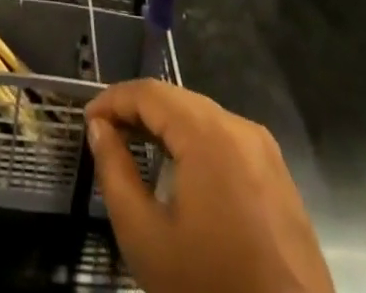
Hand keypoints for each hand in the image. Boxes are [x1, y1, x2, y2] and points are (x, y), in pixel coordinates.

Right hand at [87, 80, 334, 292]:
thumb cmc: (210, 287)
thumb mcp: (146, 238)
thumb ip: (115, 173)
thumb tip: (99, 129)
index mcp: (208, 133)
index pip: (149, 92)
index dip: (112, 99)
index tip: (86, 120)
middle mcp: (239, 126)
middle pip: (176, 100)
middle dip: (137, 111)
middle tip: (105, 134)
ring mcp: (264, 150)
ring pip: (201, 118)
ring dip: (165, 126)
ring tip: (134, 147)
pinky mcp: (278, 176)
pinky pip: (225, 141)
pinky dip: (194, 144)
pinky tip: (177, 171)